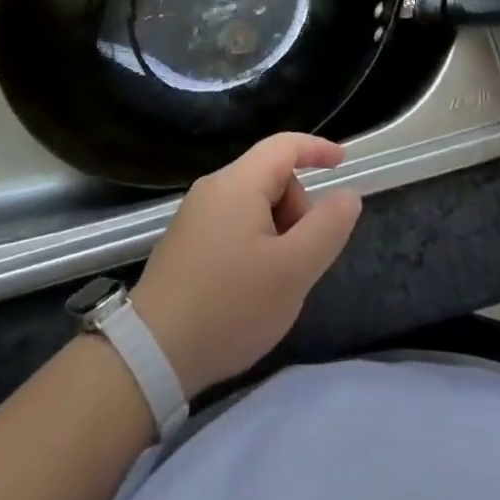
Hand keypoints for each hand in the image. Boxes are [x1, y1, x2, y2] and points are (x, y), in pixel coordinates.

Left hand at [133, 134, 362, 398]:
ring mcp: (194, 215)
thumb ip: (327, 227)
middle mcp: (213, 188)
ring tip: (274, 281)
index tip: (344, 162)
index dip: (317, 148)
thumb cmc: (230, 306)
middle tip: (300, 259)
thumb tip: (347, 194)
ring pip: (253, 205)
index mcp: (238, 183)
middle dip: (296, 209)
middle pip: (271, 177)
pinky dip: (254, 244)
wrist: (152, 354)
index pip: (284, 145)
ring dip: (276, 232)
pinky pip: (233, 224)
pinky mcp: (184, 242)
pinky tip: (249, 288)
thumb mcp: (293, 270)